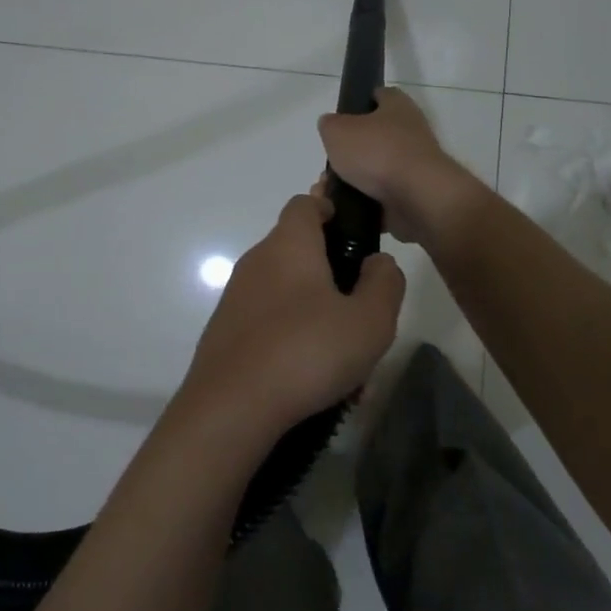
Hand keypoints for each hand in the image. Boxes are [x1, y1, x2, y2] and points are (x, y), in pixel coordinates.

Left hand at [180, 193, 405, 437]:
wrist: (231, 408)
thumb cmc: (307, 351)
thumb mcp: (370, 320)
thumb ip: (384, 282)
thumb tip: (377, 261)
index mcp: (289, 244)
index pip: (306, 202)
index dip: (332, 209)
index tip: (356, 238)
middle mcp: (257, 261)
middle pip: (298, 250)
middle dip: (333, 275)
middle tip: (363, 312)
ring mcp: (236, 297)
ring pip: (288, 294)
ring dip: (318, 316)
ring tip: (346, 364)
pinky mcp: (226, 331)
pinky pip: (269, 323)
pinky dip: (293, 340)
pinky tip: (314, 383)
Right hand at [317, 88, 477, 244]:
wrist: (417, 199)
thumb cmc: (377, 153)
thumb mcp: (337, 130)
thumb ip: (329, 125)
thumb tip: (332, 127)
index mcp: (397, 107)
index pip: (379, 95)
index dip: (359, 102)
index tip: (339, 118)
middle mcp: (410, 133)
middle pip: (372, 138)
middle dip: (347, 153)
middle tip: (327, 166)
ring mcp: (412, 167)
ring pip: (372, 172)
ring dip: (349, 182)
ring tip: (327, 192)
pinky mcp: (412, 196)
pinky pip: (379, 199)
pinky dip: (360, 204)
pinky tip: (341, 209)